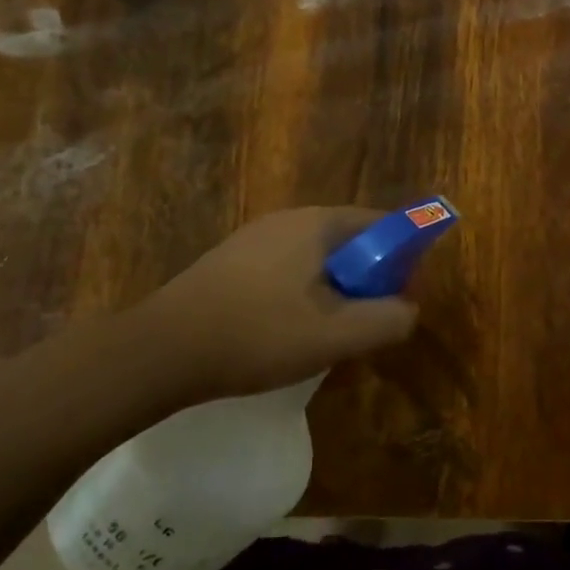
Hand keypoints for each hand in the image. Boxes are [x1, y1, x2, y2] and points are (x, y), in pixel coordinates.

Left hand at [124, 207, 420, 405]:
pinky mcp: (231, 261)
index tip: (399, 298)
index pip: (381, 225)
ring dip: (333, 290)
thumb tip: (409, 309)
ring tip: (325, 333)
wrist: (160, 350)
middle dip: (366, 279)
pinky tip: (284, 332)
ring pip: (315, 259)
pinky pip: (285, 269)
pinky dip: (301, 294)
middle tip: (364, 322)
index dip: (401, 259)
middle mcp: (287, 219)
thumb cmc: (257, 334)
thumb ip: (386, 320)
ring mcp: (254, 238)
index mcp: (317, 224)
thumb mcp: (335, 336)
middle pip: (348, 242)